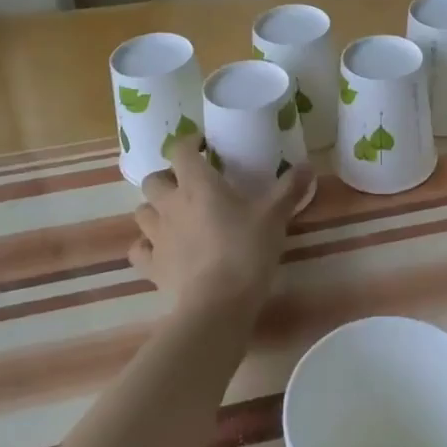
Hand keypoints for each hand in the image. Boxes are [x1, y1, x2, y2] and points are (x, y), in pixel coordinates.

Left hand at [131, 138, 313, 312]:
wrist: (218, 303)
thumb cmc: (246, 250)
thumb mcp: (274, 216)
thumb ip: (289, 188)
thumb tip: (308, 165)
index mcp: (197, 184)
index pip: (180, 150)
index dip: (189, 143)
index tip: (204, 147)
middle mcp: (170, 204)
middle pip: (153, 180)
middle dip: (167, 178)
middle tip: (189, 186)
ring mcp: (156, 236)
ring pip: (142, 212)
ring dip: (155, 209)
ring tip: (175, 217)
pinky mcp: (151, 266)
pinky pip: (139, 250)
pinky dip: (146, 247)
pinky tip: (162, 251)